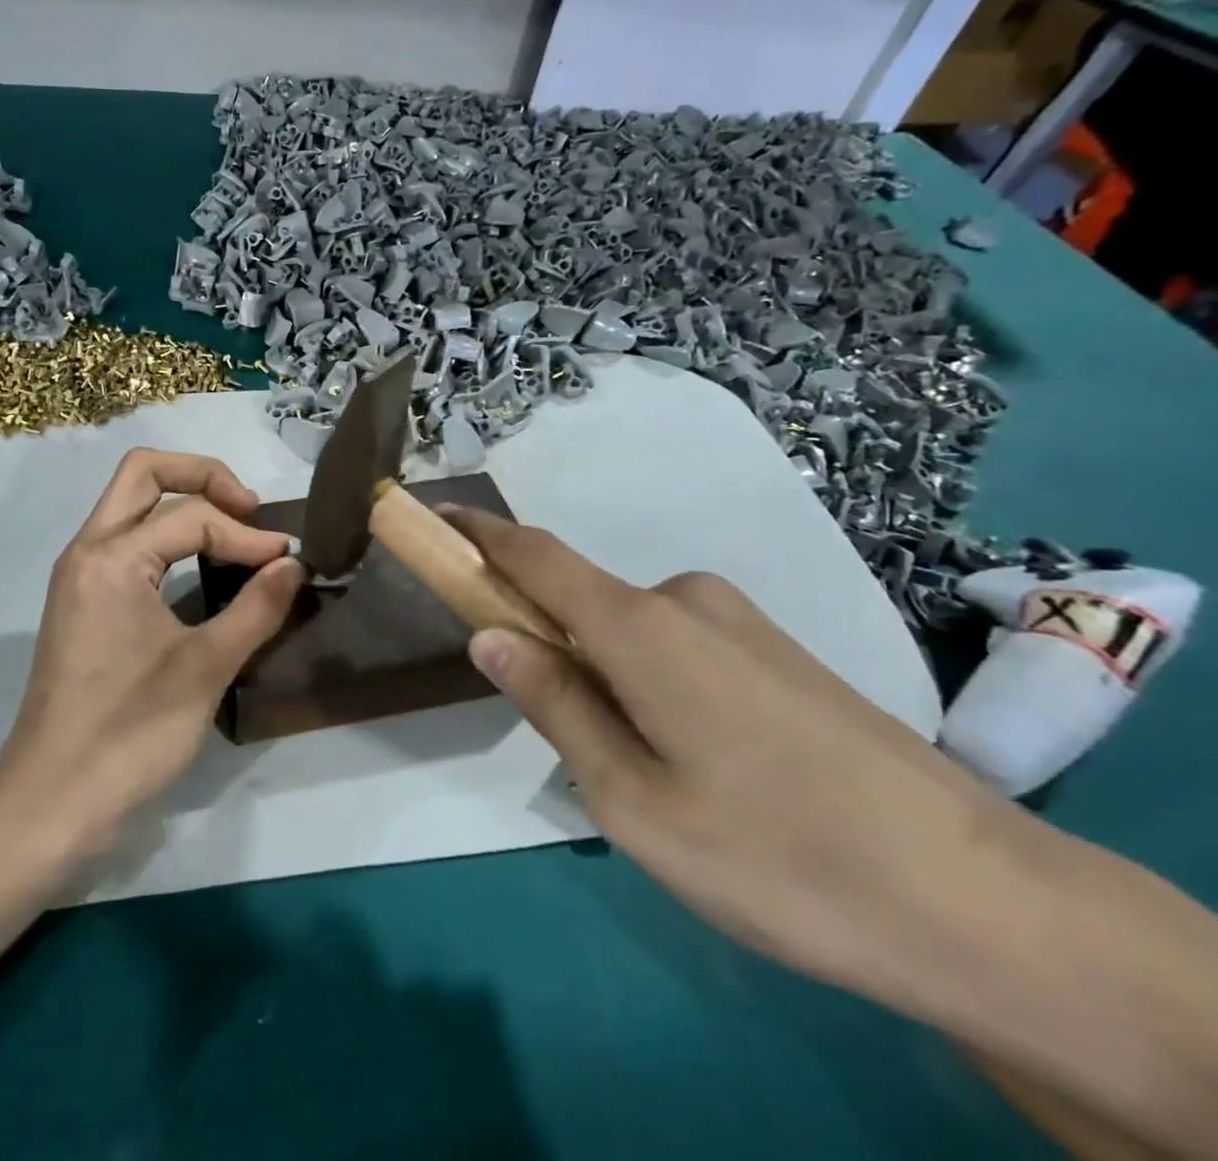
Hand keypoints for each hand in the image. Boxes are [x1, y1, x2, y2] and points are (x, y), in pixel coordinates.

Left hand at [0, 449, 302, 856]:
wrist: (51, 805)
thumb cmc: (129, 735)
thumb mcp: (206, 668)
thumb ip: (257, 608)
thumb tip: (294, 566)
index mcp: (111, 557)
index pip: (192, 516)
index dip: (247, 535)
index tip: (288, 564)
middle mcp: (87, 551)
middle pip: (144, 473)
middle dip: (203, 476)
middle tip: (250, 510)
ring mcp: (79, 576)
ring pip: (131, 504)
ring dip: (184, 502)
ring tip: (234, 531)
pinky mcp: (82, 603)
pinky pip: (127, 542)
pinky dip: (167, 535)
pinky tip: (202, 565)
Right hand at [449, 508, 1049, 1006]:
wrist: (987, 904)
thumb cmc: (776, 855)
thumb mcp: (632, 801)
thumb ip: (555, 706)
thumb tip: (490, 638)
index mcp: (640, 627)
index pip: (536, 556)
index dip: (481, 534)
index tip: (438, 521)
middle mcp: (687, 600)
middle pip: (585, 601)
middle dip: (552, 645)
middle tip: (573, 746)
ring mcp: (743, 622)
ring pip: (636, 633)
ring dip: (610, 675)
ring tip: (655, 779)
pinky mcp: (783, 651)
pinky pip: (684, 647)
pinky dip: (657, 681)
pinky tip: (711, 768)